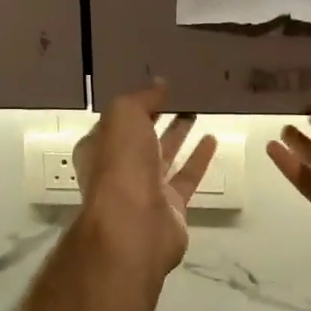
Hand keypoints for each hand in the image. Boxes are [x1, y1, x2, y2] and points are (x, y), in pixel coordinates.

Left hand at [73, 80, 217, 279]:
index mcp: (98, 148)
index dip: (134, 104)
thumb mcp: (124, 116)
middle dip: (157, 117)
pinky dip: (198, 158)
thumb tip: (160, 85)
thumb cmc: (120, 165)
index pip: (116, 121)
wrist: (134, 225)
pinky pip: (186, 176)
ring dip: (178, 134)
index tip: (157, 87)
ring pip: (163, 155)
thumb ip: (142, 98)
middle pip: (140, 138)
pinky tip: (212, 139)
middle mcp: (118, 169)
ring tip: (198, 110)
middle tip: (181, 95)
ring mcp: (144, 189)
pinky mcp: (171, 206)